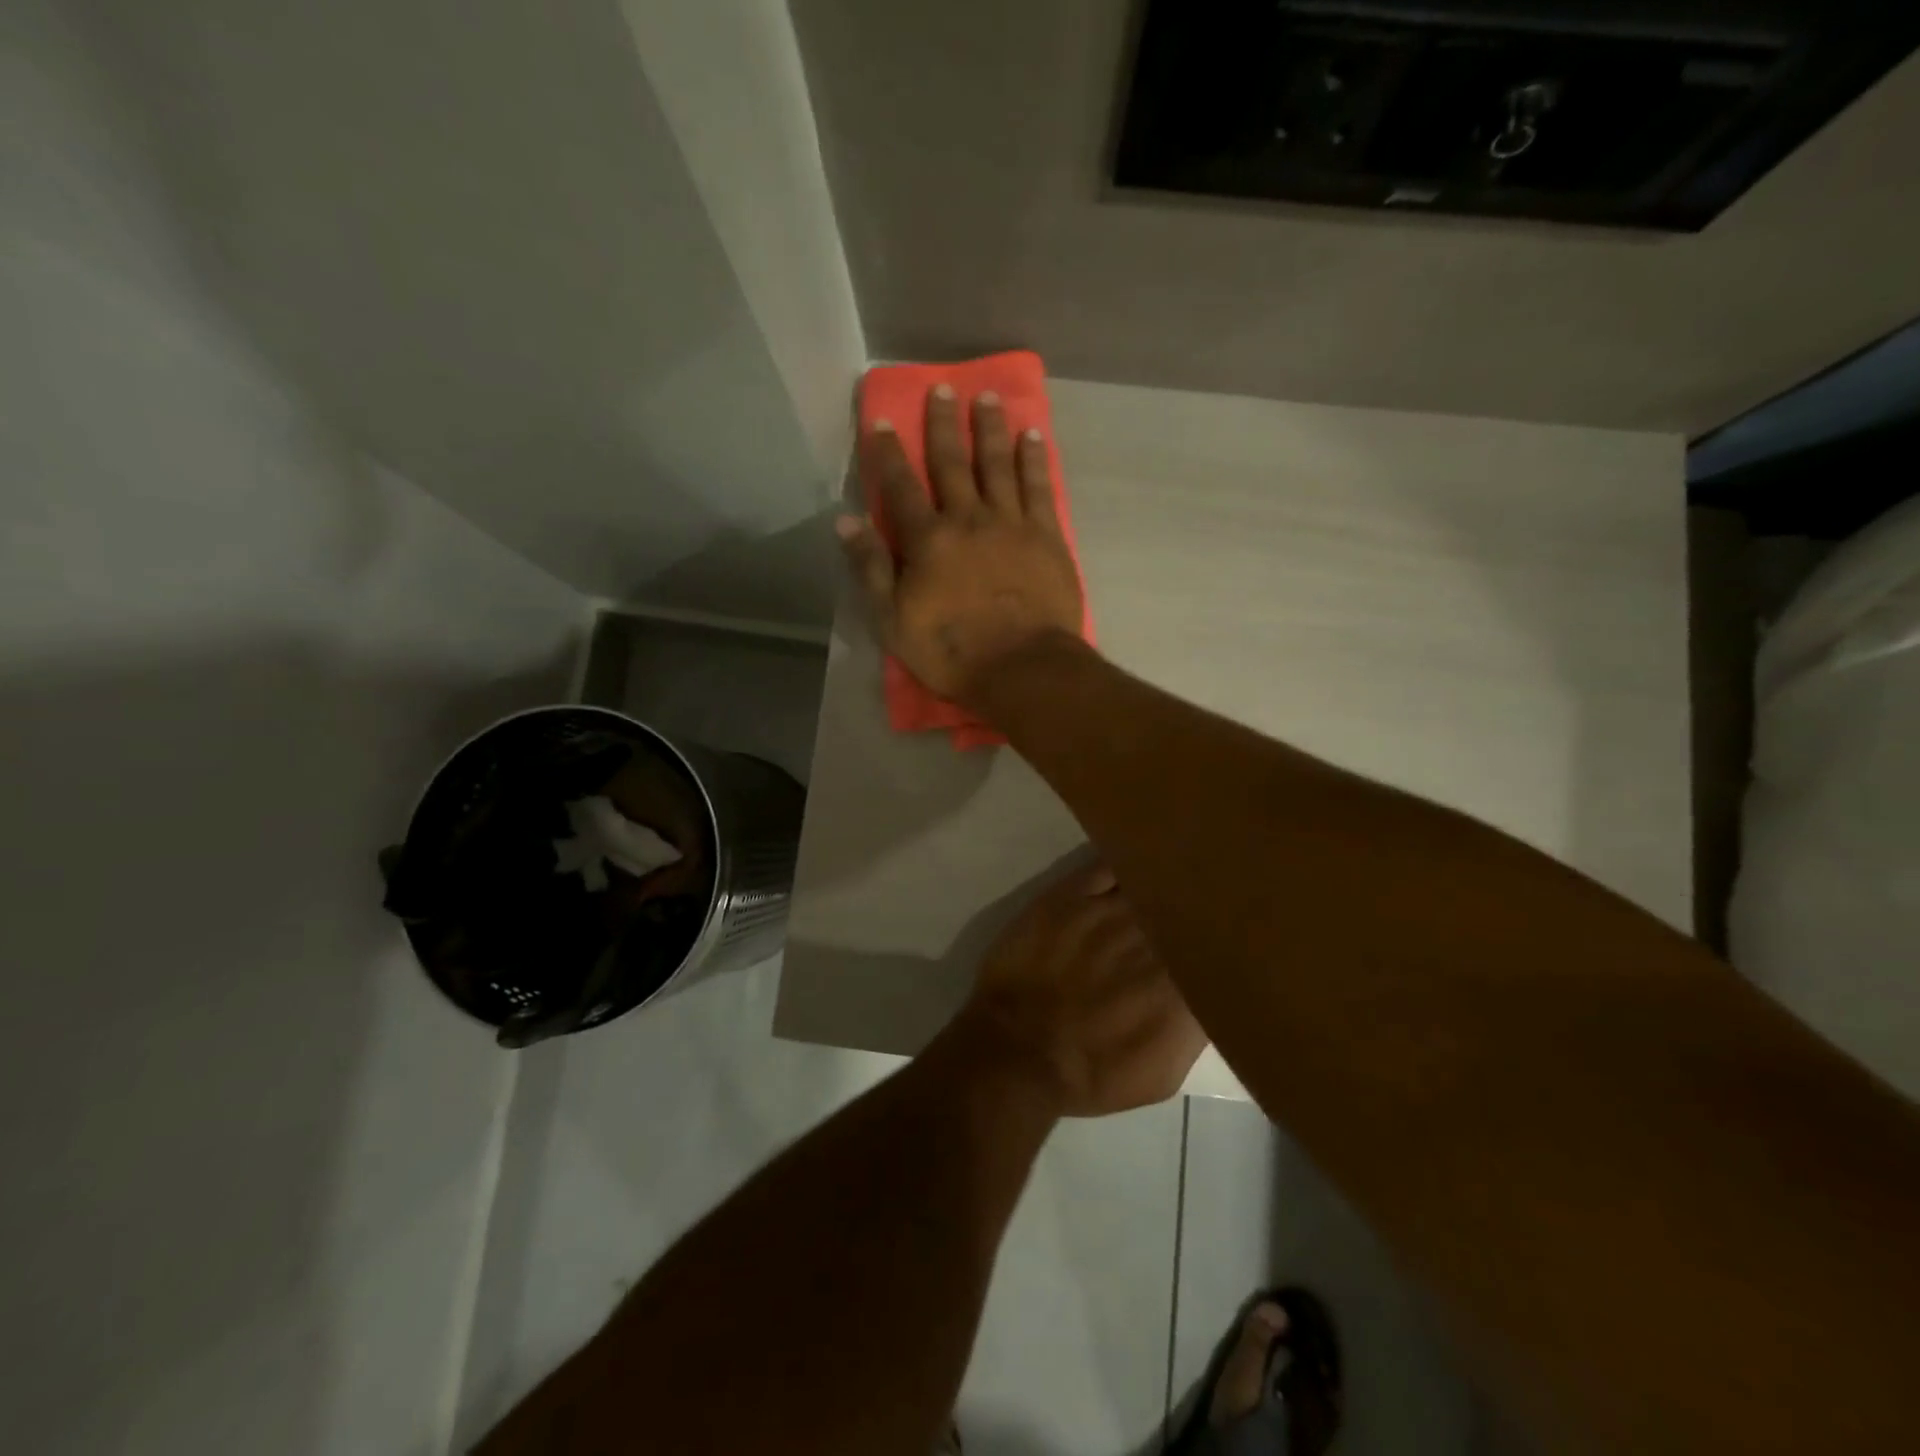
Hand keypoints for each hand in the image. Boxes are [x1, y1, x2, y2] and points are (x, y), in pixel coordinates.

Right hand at [837, 385, 1084, 708]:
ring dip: (990, 429)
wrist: (1022, 668)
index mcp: (928, 540)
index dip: (887, 453)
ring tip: (986, 397)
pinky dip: (1033, 459)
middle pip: (952, 463)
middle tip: (942, 388)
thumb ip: (871, 569)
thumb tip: (845, 521)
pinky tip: (1032, 436)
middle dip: (943, 425)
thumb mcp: (893, 621)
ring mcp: (1011, 524)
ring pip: (998, 464)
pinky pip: (1039, 487)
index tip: (880, 419)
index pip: (900, 487)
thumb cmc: (952, 652)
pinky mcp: (1047, 536)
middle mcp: (968, 519)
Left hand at [958, 864, 1206, 1117]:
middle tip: (1206, 903)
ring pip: (1152, 885)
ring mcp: (1109, 911)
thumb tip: (1205, 995)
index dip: (1222, 944)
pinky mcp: (1071, 894)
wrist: (1018, 1050)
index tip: (1227, 941)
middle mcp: (1152, 940)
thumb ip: (1193, 1029)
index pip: (1216, 952)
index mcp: (1182, 986)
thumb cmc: (1090, 1074)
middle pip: (1186, 912)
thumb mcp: (1161, 1074)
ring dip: (1166, 885)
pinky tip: (1137, 864)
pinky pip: (1109, 866)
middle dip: (1196, 910)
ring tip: (1181, 873)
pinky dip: (1128, 864)